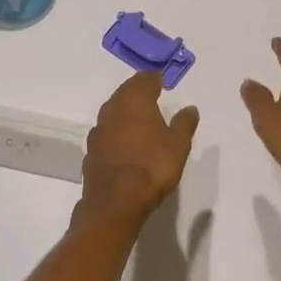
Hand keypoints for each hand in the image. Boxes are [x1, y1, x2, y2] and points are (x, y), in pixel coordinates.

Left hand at [78, 72, 200, 227]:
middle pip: (125, 92)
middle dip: (138, 92)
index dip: (154, 79)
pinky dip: (116, 131)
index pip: (144, 80)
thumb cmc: (152, 167)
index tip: (162, 81)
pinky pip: (106, 132)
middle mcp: (113, 108)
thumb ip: (184, 124)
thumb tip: (190, 108)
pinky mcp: (91, 150)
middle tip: (151, 95)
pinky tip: (124, 141)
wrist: (115, 201)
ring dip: (125, 111)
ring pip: (113, 111)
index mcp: (135, 101)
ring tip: (139, 118)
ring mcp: (98, 129)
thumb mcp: (178, 145)